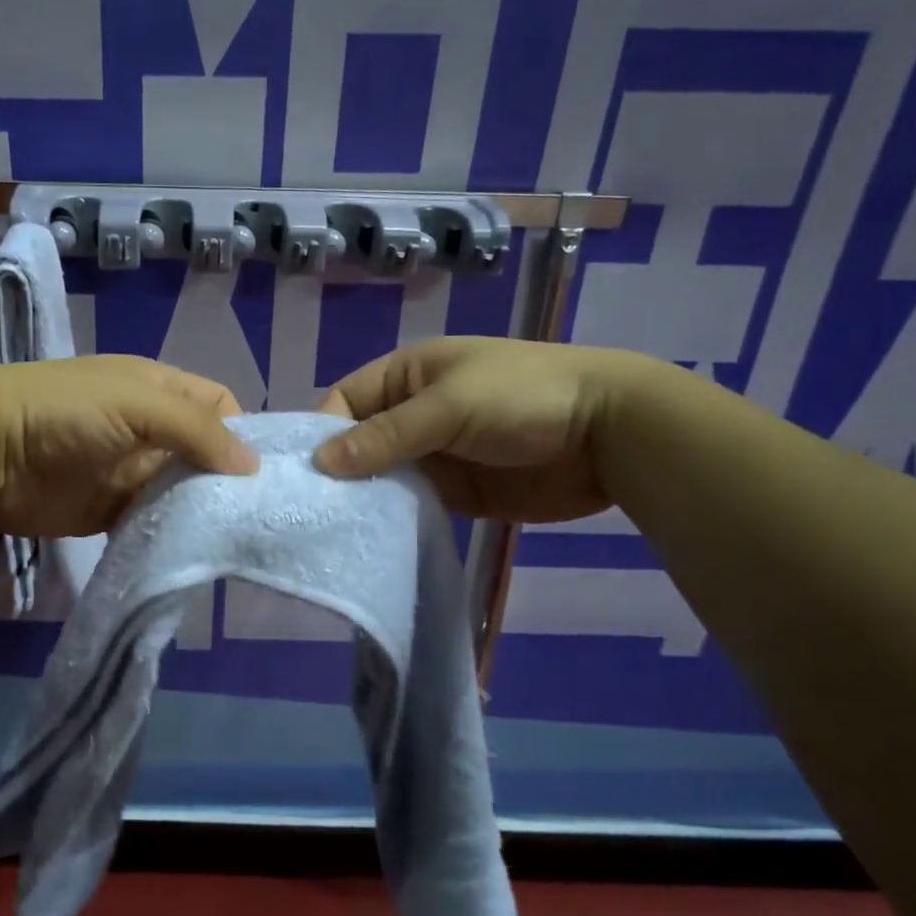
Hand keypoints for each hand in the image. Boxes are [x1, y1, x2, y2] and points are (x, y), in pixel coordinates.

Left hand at [0, 356, 256, 538]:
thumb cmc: (65, 411)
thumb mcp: (137, 403)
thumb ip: (196, 429)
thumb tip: (252, 464)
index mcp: (159, 390)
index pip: (218, 405)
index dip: (241, 432)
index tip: (261, 473)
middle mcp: (150, 429)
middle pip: (203, 452)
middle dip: (227, 479)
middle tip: (256, 516)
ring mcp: (130, 471)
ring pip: (181, 491)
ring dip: (201, 510)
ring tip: (234, 539)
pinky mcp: (110, 509)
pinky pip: (152, 522)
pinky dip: (170, 534)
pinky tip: (192, 552)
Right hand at [313, 337, 646, 522]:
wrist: (611, 432)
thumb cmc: (523, 397)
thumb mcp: (449, 405)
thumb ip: (387, 435)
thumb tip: (321, 461)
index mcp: (407, 376)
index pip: (345, 402)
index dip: (323, 433)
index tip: (304, 475)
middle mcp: (413, 413)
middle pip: (360, 443)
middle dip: (339, 472)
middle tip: (312, 513)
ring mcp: (435, 454)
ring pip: (383, 477)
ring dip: (365, 499)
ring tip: (334, 532)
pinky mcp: (457, 492)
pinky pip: (413, 504)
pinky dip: (395, 519)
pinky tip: (374, 540)